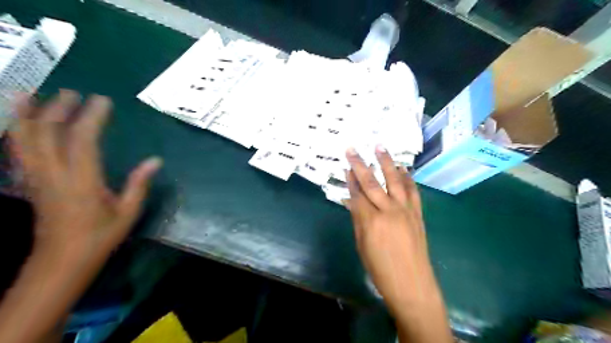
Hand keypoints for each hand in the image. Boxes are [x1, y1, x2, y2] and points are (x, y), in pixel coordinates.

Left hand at [9, 88, 161, 262]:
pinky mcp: (30, 183)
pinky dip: (17, 132)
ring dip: (26, 114)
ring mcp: (36, 179)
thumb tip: (156, 160)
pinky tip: (21, 123)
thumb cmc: (100, 237)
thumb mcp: (128, 212)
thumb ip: (139, 184)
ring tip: (29, 93)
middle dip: (57, 109)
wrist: (61, 262)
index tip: (102, 101)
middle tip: (73, 93)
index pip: (82, 140)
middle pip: (46, 133)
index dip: (91, 117)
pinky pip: (19, 152)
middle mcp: (54, 175)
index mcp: (82, 182)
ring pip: (23, 140)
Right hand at [345, 144, 442, 312]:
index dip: (350, 180)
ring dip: (386, 162)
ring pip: (395, 180)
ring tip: (380, 147)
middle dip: (361, 164)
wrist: (412, 284)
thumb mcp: (362, 245)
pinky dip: (408, 178)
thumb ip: (358, 220)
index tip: (346, 166)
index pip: (357, 194)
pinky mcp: (418, 214)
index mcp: (371, 221)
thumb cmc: (381, 270)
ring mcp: (406, 210)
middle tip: (353, 149)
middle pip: (373, 183)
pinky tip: (403, 168)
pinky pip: (413, 191)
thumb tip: (352, 201)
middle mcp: (389, 211)